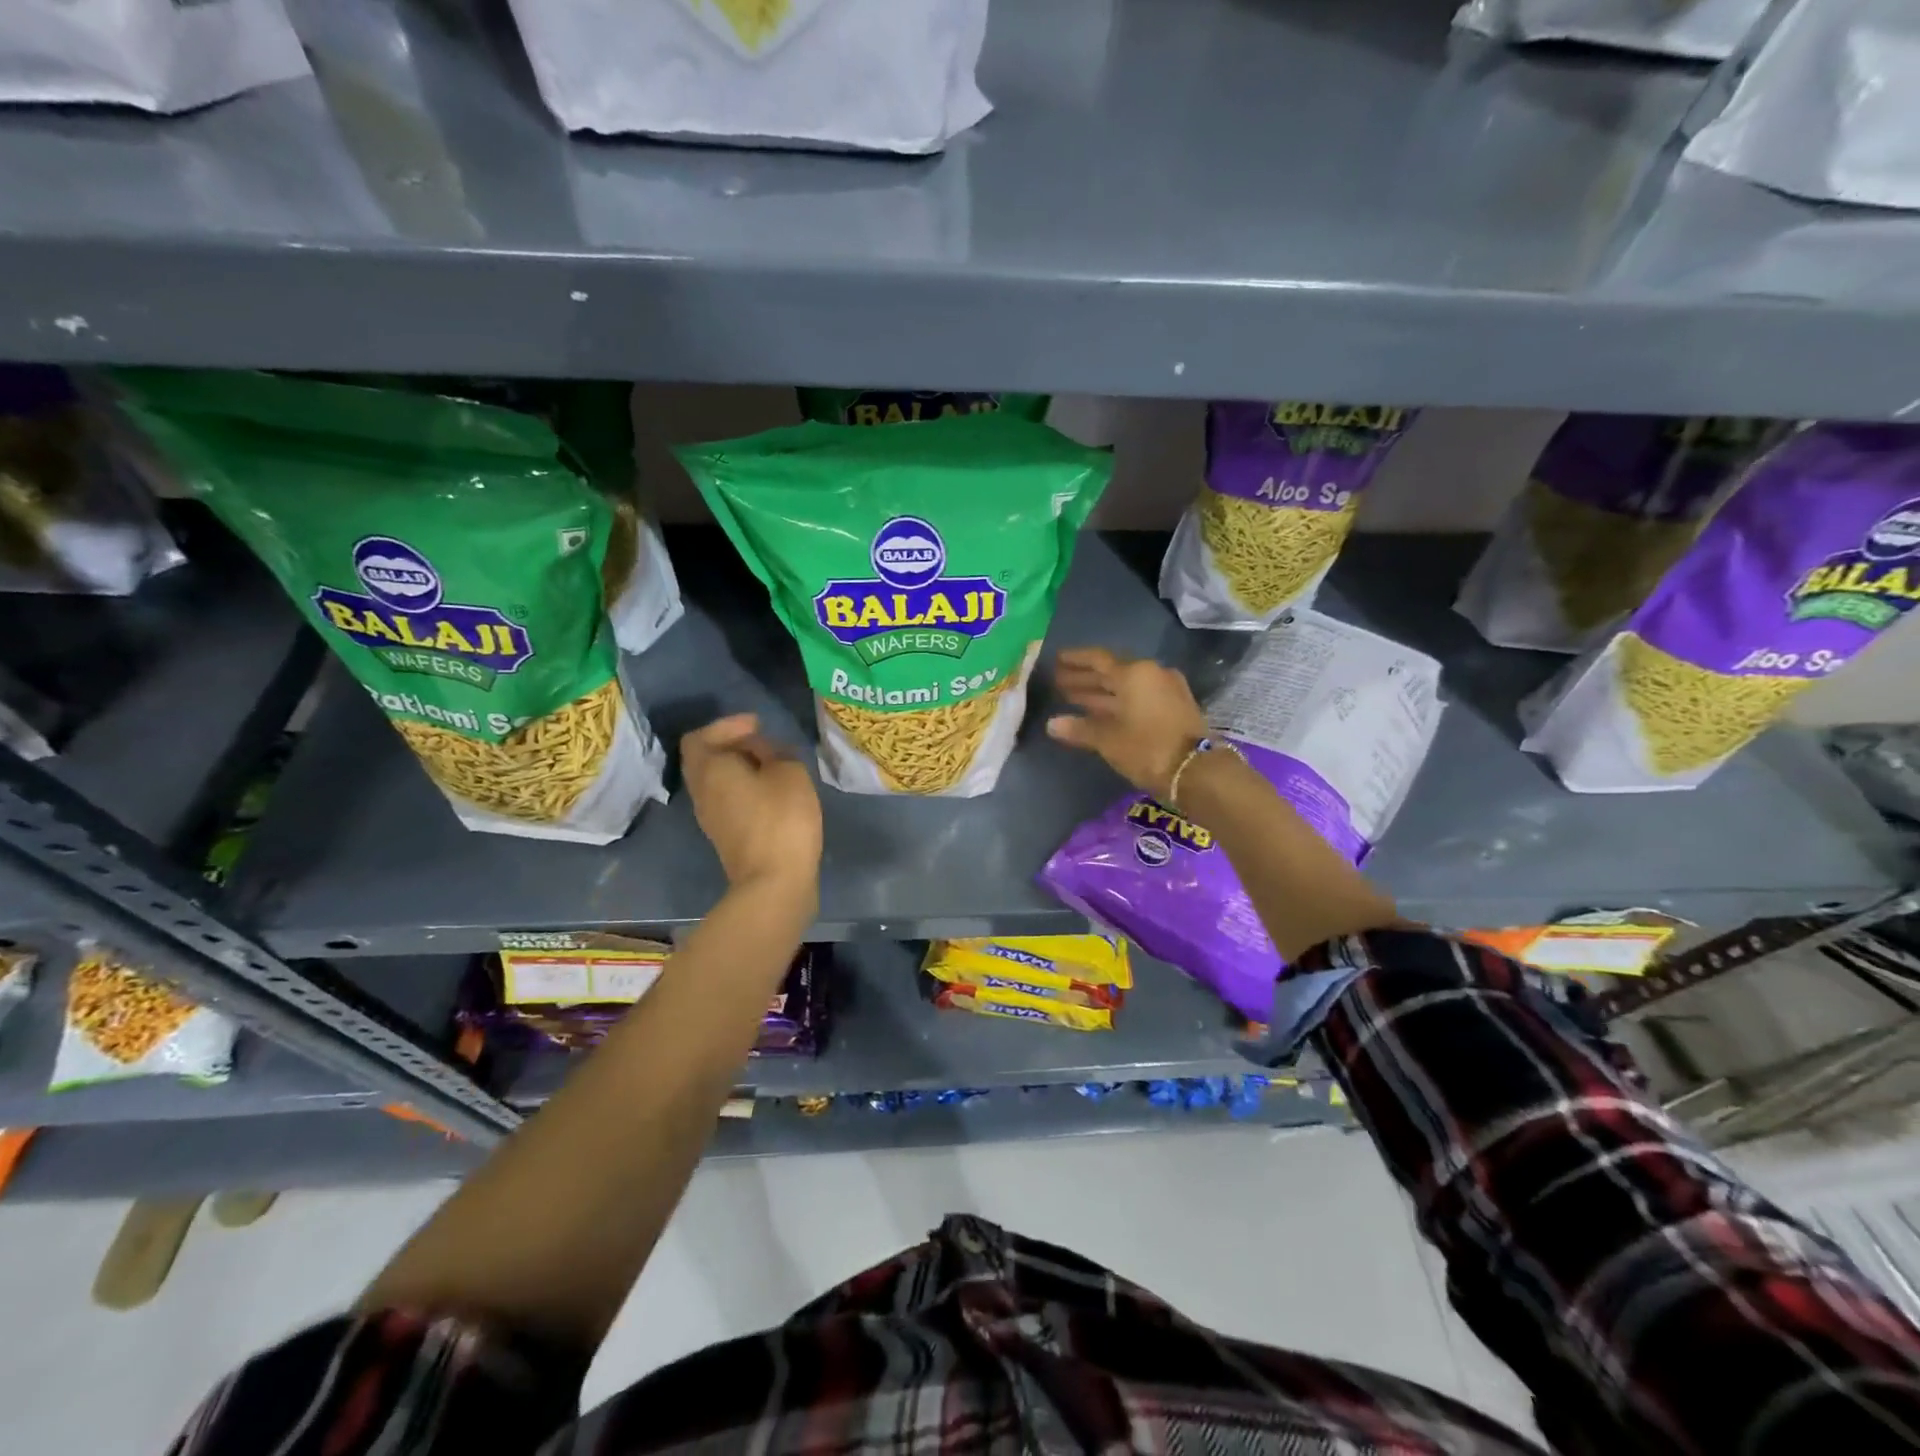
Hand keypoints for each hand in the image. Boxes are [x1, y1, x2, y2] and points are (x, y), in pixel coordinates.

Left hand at [680, 715, 822, 895]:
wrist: (774, 882)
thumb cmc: (781, 818)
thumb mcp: (790, 772)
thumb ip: (774, 752)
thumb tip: (762, 752)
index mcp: (709, 769)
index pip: (700, 737)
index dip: (726, 725)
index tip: (758, 725)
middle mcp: (701, 792)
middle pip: (705, 759)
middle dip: (732, 746)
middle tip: (764, 742)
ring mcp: (711, 818)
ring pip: (717, 781)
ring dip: (740, 768)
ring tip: (773, 765)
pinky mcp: (726, 836)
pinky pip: (728, 800)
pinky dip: (745, 788)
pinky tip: (773, 791)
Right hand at [1046, 648, 1207, 801]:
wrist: (1198, 771)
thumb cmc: (1147, 748)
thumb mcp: (1108, 740)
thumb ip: (1079, 729)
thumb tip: (1052, 724)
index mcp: (1134, 673)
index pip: (1097, 659)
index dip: (1075, 660)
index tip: (1056, 660)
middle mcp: (1151, 674)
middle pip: (1111, 672)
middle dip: (1084, 678)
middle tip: (1058, 682)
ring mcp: (1166, 690)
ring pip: (1125, 687)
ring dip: (1099, 693)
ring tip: (1071, 698)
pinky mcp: (1175, 707)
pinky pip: (1138, 698)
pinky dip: (1117, 703)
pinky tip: (1099, 714)